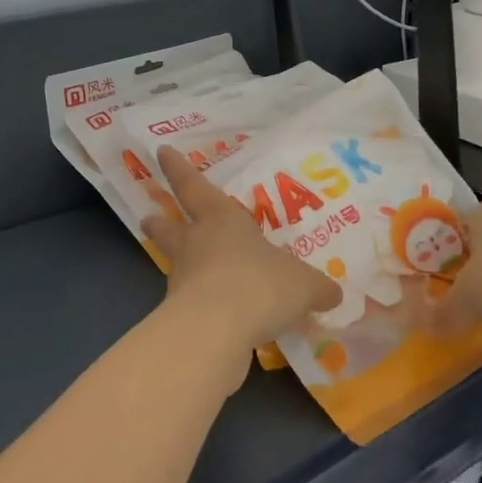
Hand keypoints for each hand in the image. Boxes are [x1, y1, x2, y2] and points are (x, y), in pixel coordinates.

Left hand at [142, 146, 342, 359]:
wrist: (216, 330)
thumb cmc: (260, 285)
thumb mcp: (303, 285)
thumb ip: (317, 288)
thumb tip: (333, 294)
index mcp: (222, 221)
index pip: (195, 186)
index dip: (179, 169)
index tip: (161, 151)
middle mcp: (197, 244)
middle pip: (171, 226)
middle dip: (161, 221)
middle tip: (148, 216)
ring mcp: (183, 280)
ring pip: (176, 264)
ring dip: (178, 265)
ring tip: (184, 271)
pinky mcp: (178, 317)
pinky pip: (189, 305)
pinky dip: (198, 307)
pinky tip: (216, 321)